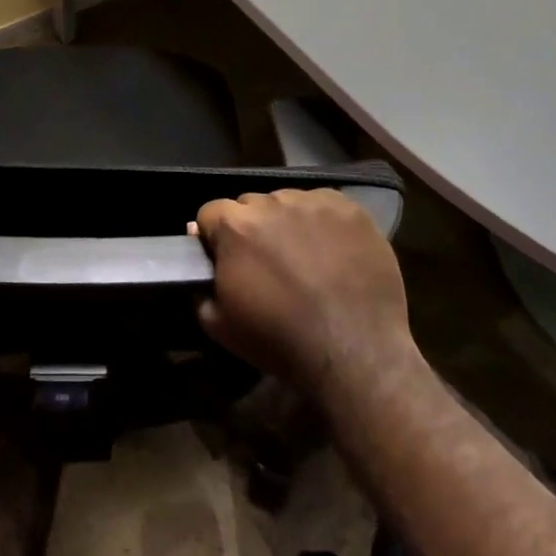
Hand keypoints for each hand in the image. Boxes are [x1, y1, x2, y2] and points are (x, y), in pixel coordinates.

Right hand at [194, 189, 421, 413]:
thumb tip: (200, 254)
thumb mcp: (219, 324)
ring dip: (287, 223)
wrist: (356, 353)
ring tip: (304, 257)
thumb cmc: (281, 341)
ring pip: (287, 202)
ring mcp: (313, 202)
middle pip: (250, 205)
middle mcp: (271, 202)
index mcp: (234, 225)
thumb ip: (199, 284)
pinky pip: (324, 204)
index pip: (210, 213)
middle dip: (251, 228)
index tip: (228, 261)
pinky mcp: (349, 209)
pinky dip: (322, 222)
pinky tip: (332, 251)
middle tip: (268, 262)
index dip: (215, 237)